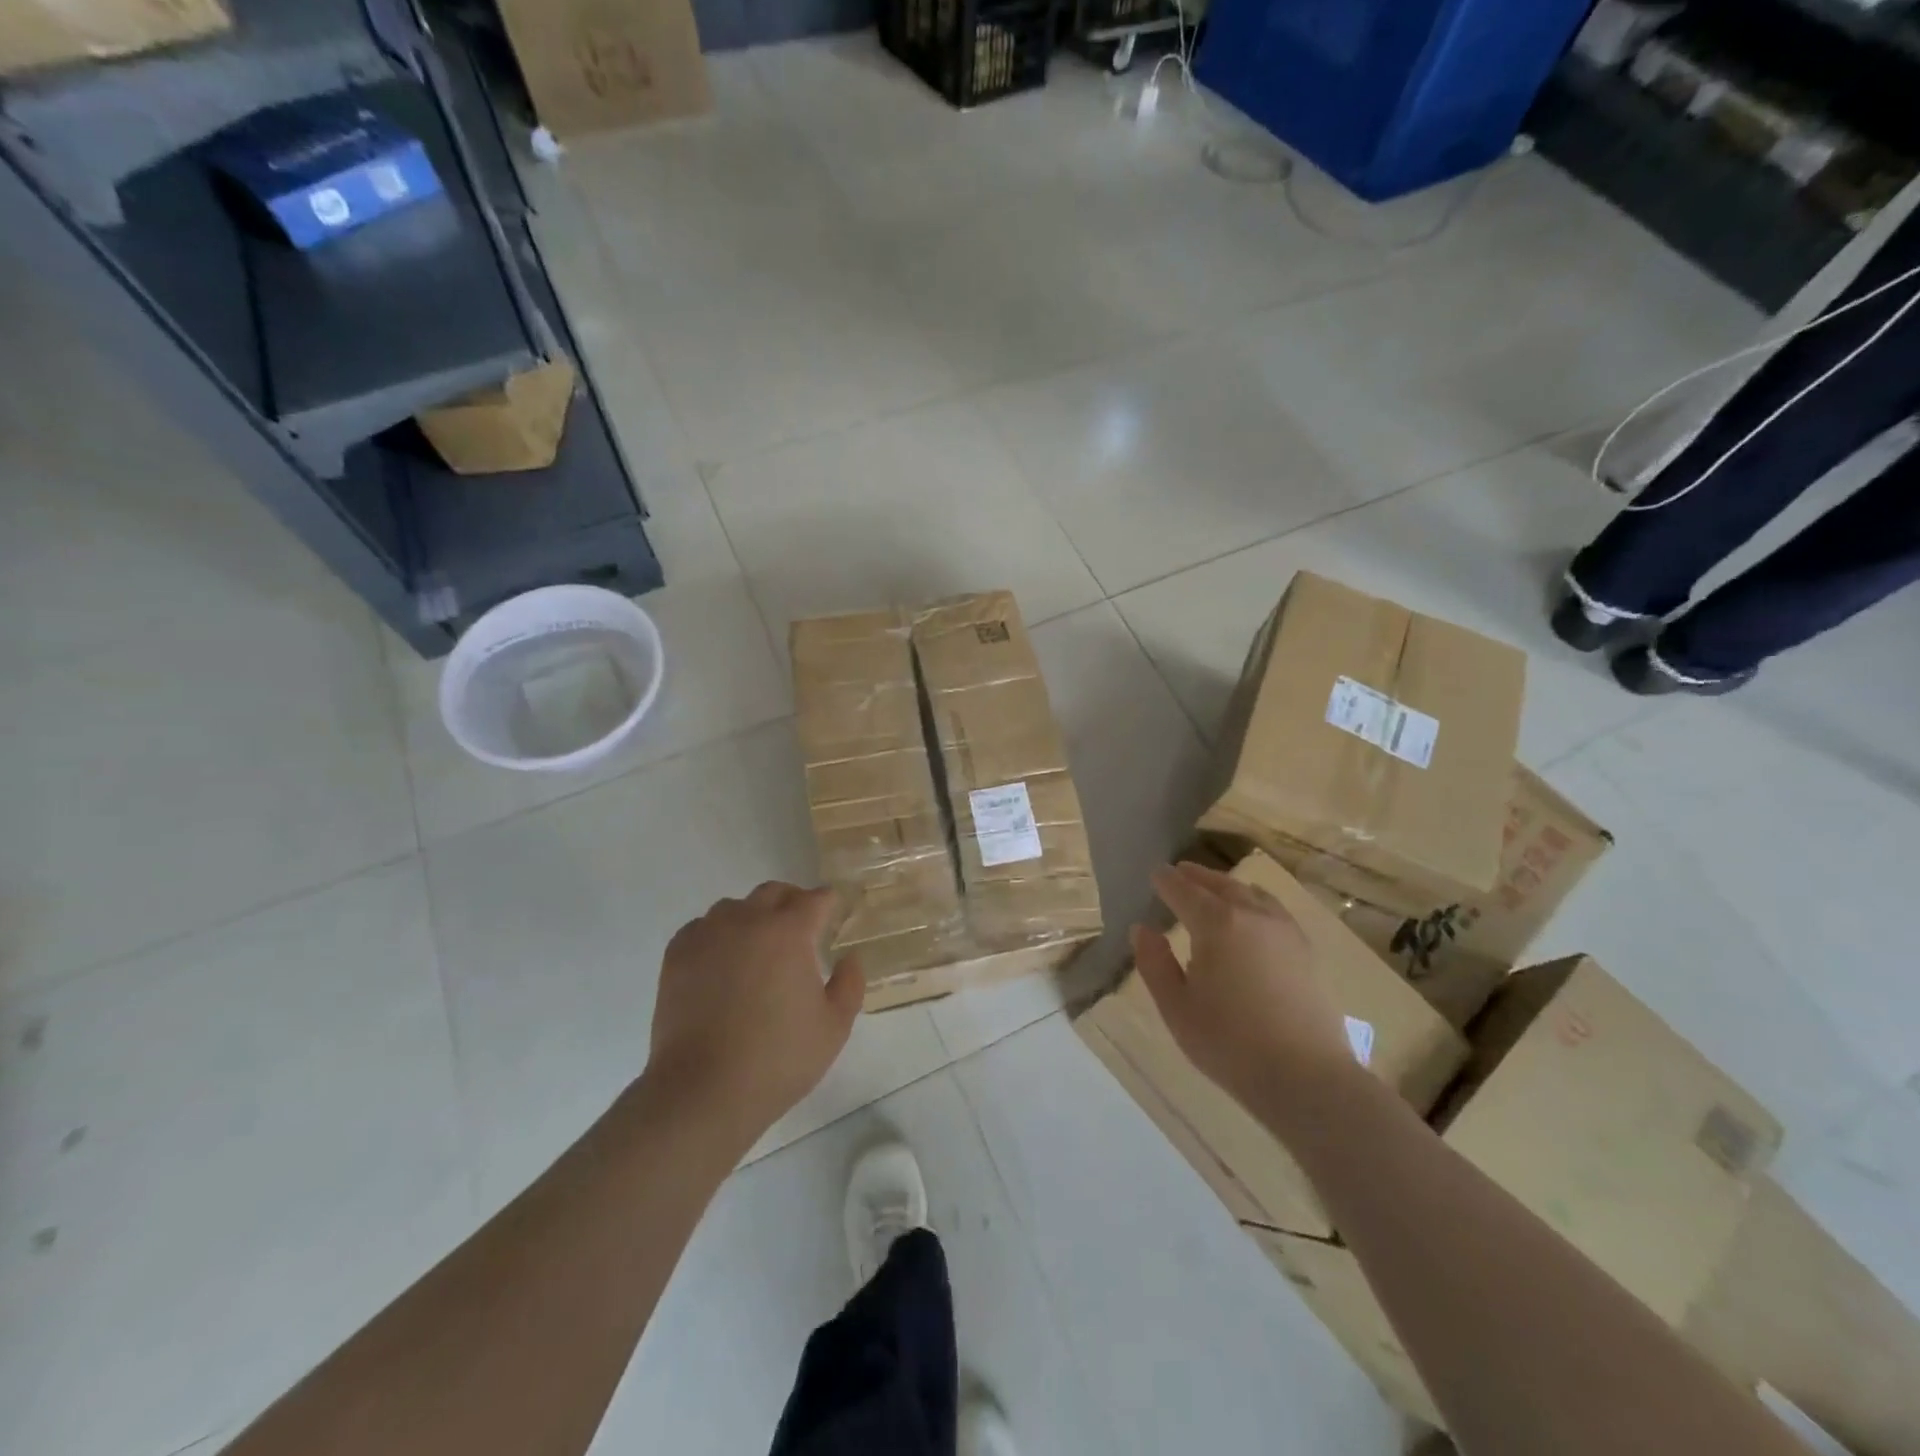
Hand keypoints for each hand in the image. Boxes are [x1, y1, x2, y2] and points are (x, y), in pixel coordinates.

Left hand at [647, 883, 863, 1149]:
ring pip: (734, 907)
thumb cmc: (778, 1058)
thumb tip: (850, 957)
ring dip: (752, 918)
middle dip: (793, 902)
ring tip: (758, 949)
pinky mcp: (677, 955)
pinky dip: (717, 935)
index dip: (830, 903)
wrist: (703, 1090)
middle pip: (774, 892)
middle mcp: (747, 921)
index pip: (816, 899)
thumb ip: (850, 984)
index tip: (835, 915)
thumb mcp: (834, 1027)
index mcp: (789, 932)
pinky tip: (722, 963)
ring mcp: (707, 935)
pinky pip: (702, 928)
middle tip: (802, 929)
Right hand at [1130, 862, 1355, 1117]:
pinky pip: (1272, 909)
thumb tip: (1142, 929)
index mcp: (1216, 923)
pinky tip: (1251, 914)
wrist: (1306, 1077)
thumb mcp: (1176, 1007)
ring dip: (1226, 886)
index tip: (1154, 874)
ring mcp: (1284, 929)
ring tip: (1212, 889)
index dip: (1165, 881)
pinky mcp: (1305, 948)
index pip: (1183, 890)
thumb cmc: (1229, 1044)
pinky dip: (1253, 900)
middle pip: (1220, 884)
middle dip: (1196, 876)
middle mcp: (1252, 914)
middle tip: (1179, 872)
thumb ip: (1154, 963)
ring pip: (1250, 893)